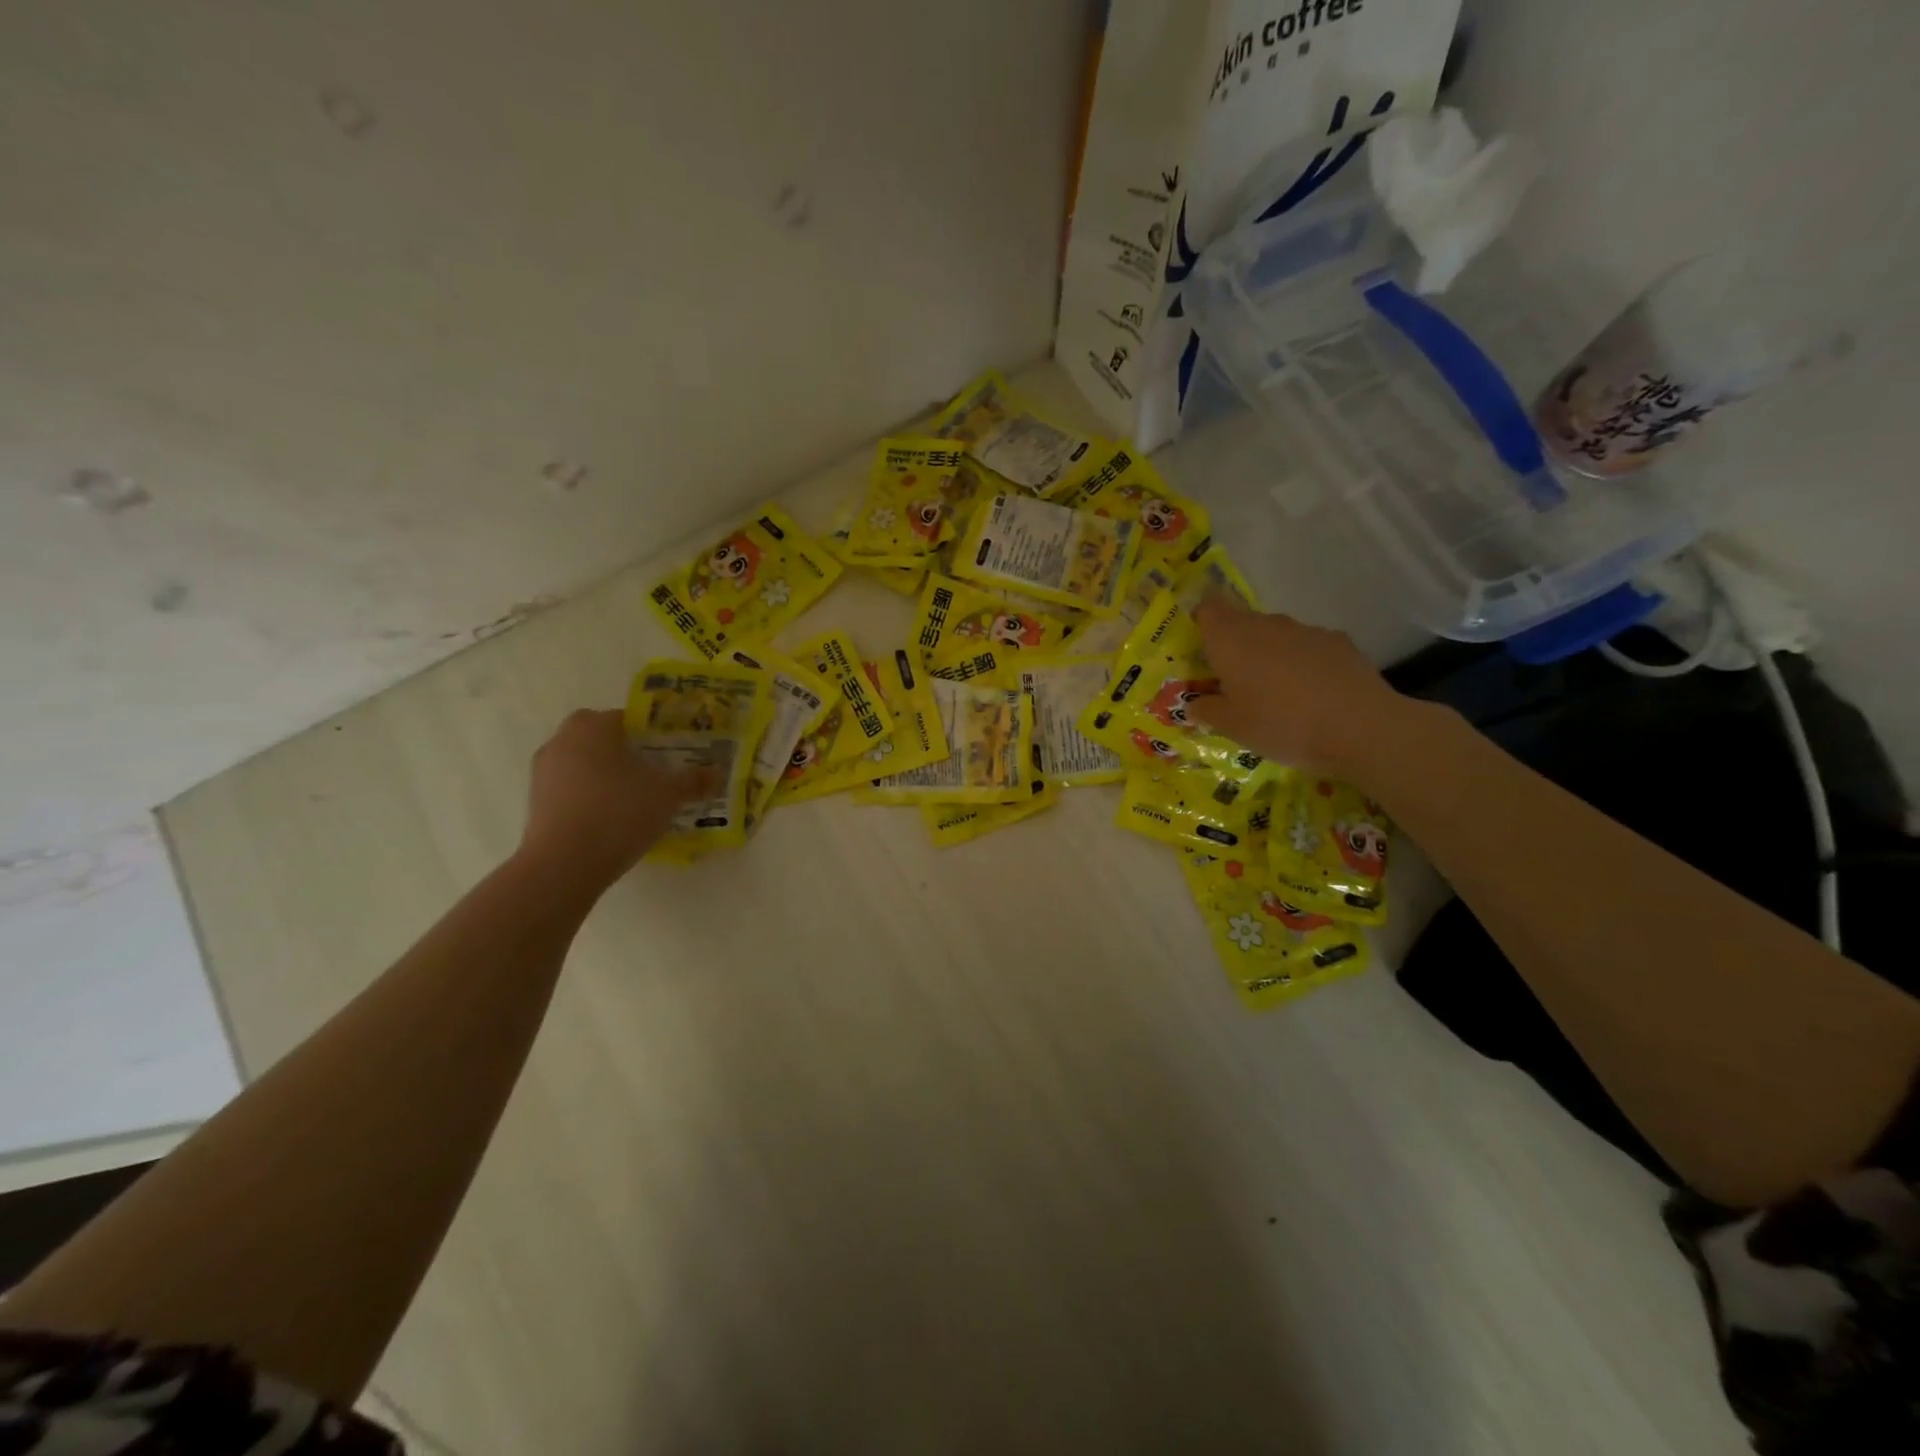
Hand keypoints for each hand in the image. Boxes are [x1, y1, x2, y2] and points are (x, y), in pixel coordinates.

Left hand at [517, 709, 711, 888]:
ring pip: (582, 762)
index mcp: (594, 727)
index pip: (627, 718)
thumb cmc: (620, 812)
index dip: (650, 733)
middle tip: (651, 772)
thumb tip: (718, 773)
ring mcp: (544, 771)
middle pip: (600, 738)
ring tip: (633, 798)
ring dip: (604, 774)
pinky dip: (588, 796)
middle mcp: (563, 740)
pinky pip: (569, 788)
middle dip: (624, 751)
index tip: (668, 752)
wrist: (565, 863)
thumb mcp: (668, 795)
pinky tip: (610, 818)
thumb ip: (693, 781)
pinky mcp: (535, 801)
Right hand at [1192, 597, 1408, 775]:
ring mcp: (1304, 630)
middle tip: (1232, 681)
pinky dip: (1301, 662)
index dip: (1201, 621)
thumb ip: (1206, 710)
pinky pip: (1306, 646)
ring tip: (1274, 692)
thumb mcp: (1232, 727)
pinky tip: (1310, 693)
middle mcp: (1265, 625)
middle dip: (1233, 644)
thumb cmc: (1281, 724)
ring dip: (1267, 654)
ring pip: (1274, 634)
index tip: (1200, 646)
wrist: (1360, 727)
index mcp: (1231, 640)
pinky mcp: (1337, 641)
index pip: (1208, 608)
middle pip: (1240, 622)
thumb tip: (1194, 703)